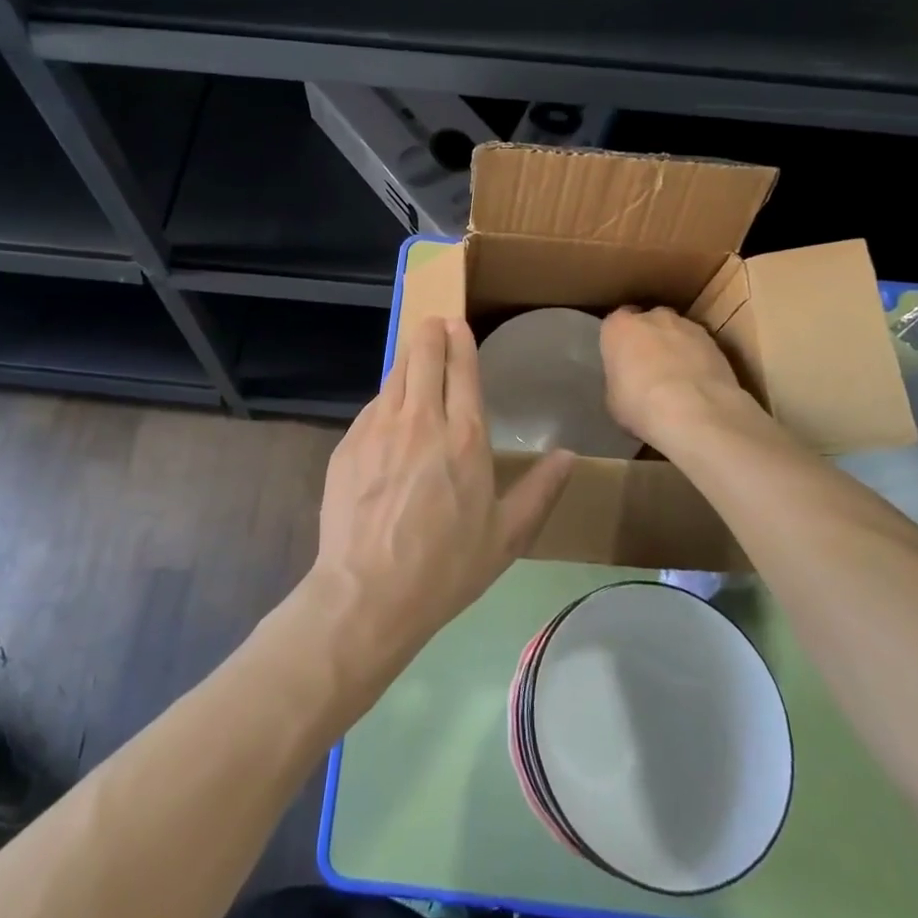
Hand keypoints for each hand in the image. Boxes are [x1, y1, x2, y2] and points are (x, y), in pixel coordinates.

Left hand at [310, 317, 574, 660]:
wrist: (367, 593)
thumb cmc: (446, 568)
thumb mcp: (507, 537)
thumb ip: (540, 491)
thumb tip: (569, 456)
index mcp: (465, 437)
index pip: (462, 369)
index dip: (459, 340)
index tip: (457, 323)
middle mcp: (421, 420)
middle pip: (423, 356)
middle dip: (430, 333)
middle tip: (435, 325)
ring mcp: (378, 428)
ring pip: (394, 374)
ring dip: (407, 358)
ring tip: (414, 355)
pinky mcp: (348, 443)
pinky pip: (372, 407)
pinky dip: (385, 398)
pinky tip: (389, 411)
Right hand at [600, 305, 763, 447]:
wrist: (694, 411)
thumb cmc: (640, 404)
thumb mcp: (612, 398)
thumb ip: (619, 380)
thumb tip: (628, 383)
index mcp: (619, 327)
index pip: (615, 324)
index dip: (620, 343)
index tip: (622, 362)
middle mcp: (653, 317)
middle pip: (649, 321)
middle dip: (649, 339)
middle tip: (649, 368)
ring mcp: (687, 326)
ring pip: (677, 332)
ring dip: (676, 348)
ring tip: (678, 380)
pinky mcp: (715, 342)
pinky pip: (700, 348)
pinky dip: (698, 360)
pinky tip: (699, 385)